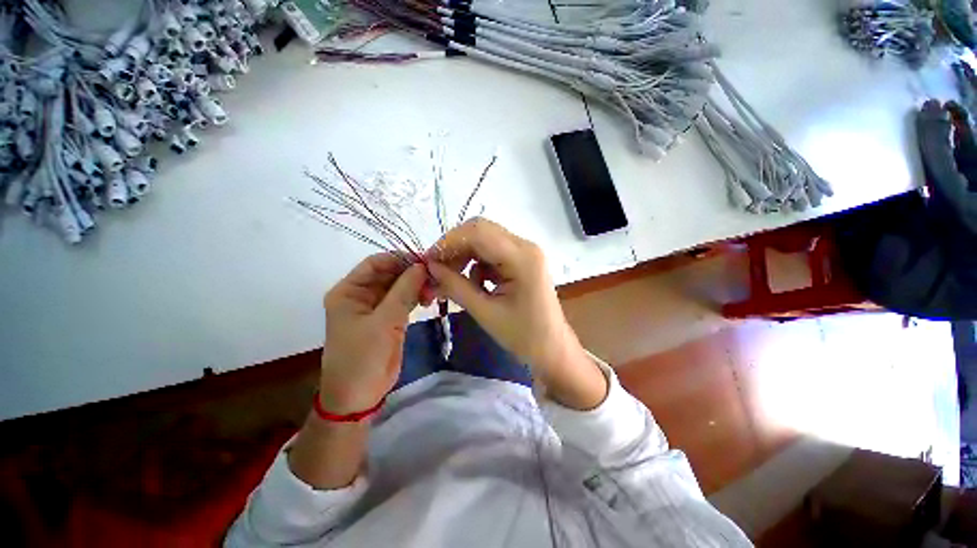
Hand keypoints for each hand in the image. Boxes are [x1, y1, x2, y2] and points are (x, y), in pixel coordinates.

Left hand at [320, 253, 430, 413]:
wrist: (359, 394)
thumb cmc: (363, 356)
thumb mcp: (384, 321)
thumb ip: (404, 291)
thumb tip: (422, 266)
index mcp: (349, 291)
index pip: (375, 263)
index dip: (399, 258)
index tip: (425, 260)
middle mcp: (362, 295)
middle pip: (390, 274)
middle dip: (412, 273)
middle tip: (435, 276)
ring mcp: (377, 307)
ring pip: (400, 286)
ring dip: (417, 285)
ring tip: (434, 290)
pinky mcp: (390, 318)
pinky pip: (405, 300)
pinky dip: (417, 297)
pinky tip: (430, 298)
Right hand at [427, 218, 606, 407]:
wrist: (552, 349)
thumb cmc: (523, 336)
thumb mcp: (485, 312)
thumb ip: (455, 286)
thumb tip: (430, 267)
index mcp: (522, 257)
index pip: (478, 232)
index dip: (448, 242)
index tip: (427, 261)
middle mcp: (525, 246)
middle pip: (481, 231)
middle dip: (454, 248)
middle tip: (437, 270)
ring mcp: (525, 252)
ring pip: (484, 241)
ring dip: (464, 257)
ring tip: (451, 282)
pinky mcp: (521, 261)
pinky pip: (492, 253)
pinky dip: (476, 265)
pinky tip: (473, 285)